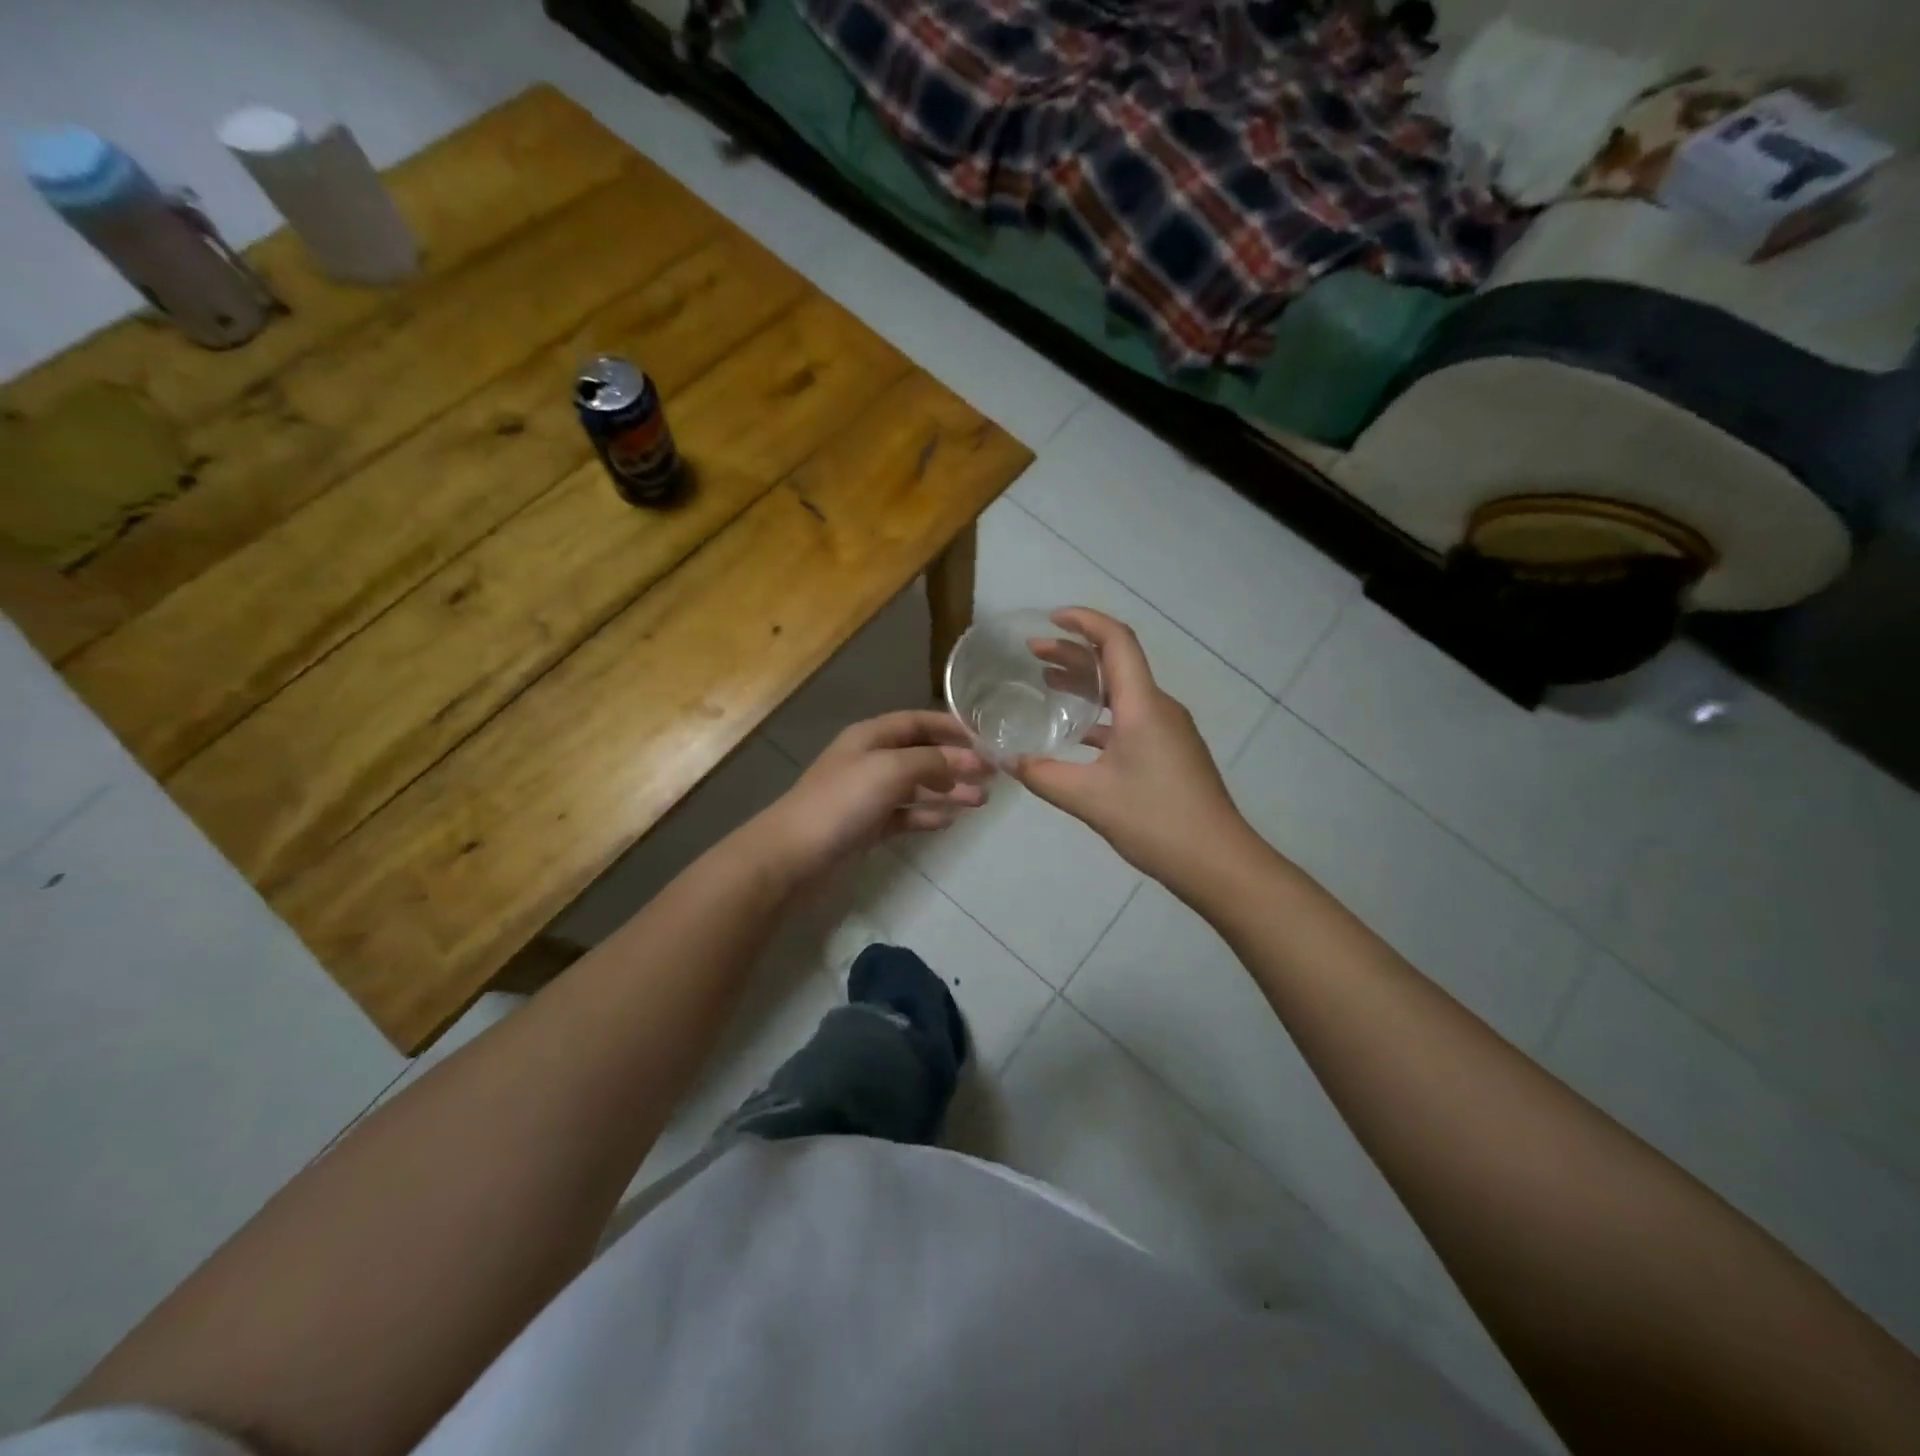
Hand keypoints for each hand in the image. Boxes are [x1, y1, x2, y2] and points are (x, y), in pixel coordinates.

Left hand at [756, 710, 990, 878]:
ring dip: (948, 791)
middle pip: (921, 755)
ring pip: (917, 787)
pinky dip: (927, 815)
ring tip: (981, 802)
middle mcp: (871, 760)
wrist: (795, 854)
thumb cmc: (843, 801)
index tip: (985, 740)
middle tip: (992, 777)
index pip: (917, 722)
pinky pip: (905, 815)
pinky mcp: (868, 826)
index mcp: (871, 737)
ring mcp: (869, 795)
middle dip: (956, 763)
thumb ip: (933, 761)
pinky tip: (949, 821)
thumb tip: (973, 758)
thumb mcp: (891, 770)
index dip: (950, 728)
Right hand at [1011, 609, 1247, 889]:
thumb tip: (1005, 759)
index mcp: (1143, 705)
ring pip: (1123, 692)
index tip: (1050, 619)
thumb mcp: (1088, 798)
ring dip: (1086, 684)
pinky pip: (1130, 718)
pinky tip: (1074, 735)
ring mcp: (1169, 731)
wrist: (1218, 862)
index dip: (1084, 621)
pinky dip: (1100, 715)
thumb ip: (1042, 774)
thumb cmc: (1155, 820)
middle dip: (1074, 653)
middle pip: (1117, 663)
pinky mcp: (1170, 753)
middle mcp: (1158, 708)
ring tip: (1046, 684)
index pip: (1116, 641)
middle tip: (1033, 654)